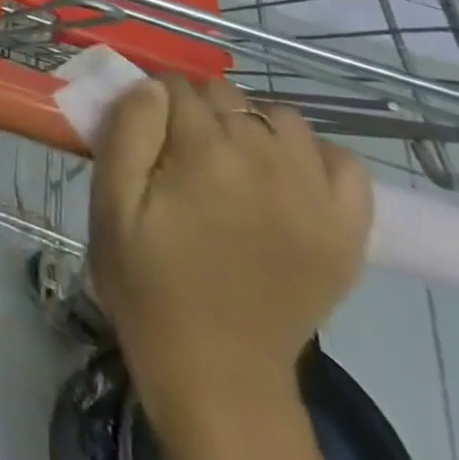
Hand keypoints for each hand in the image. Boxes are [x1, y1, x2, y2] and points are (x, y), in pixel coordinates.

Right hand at [88, 75, 372, 417]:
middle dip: (197, 110)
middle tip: (179, 153)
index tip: (143, 134)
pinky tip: (285, 177)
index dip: (152, 103)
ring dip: (252, 126)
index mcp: (205, 154)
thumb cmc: (148, 283)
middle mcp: (267, 162)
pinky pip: (344, 162)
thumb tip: (151, 87)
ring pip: (281, 118)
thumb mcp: (110, 205)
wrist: (217, 373)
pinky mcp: (347, 230)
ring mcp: (316, 196)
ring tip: (231, 162)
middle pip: (227, 96)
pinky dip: (313, 156)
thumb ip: (127, 132)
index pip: (176, 87)